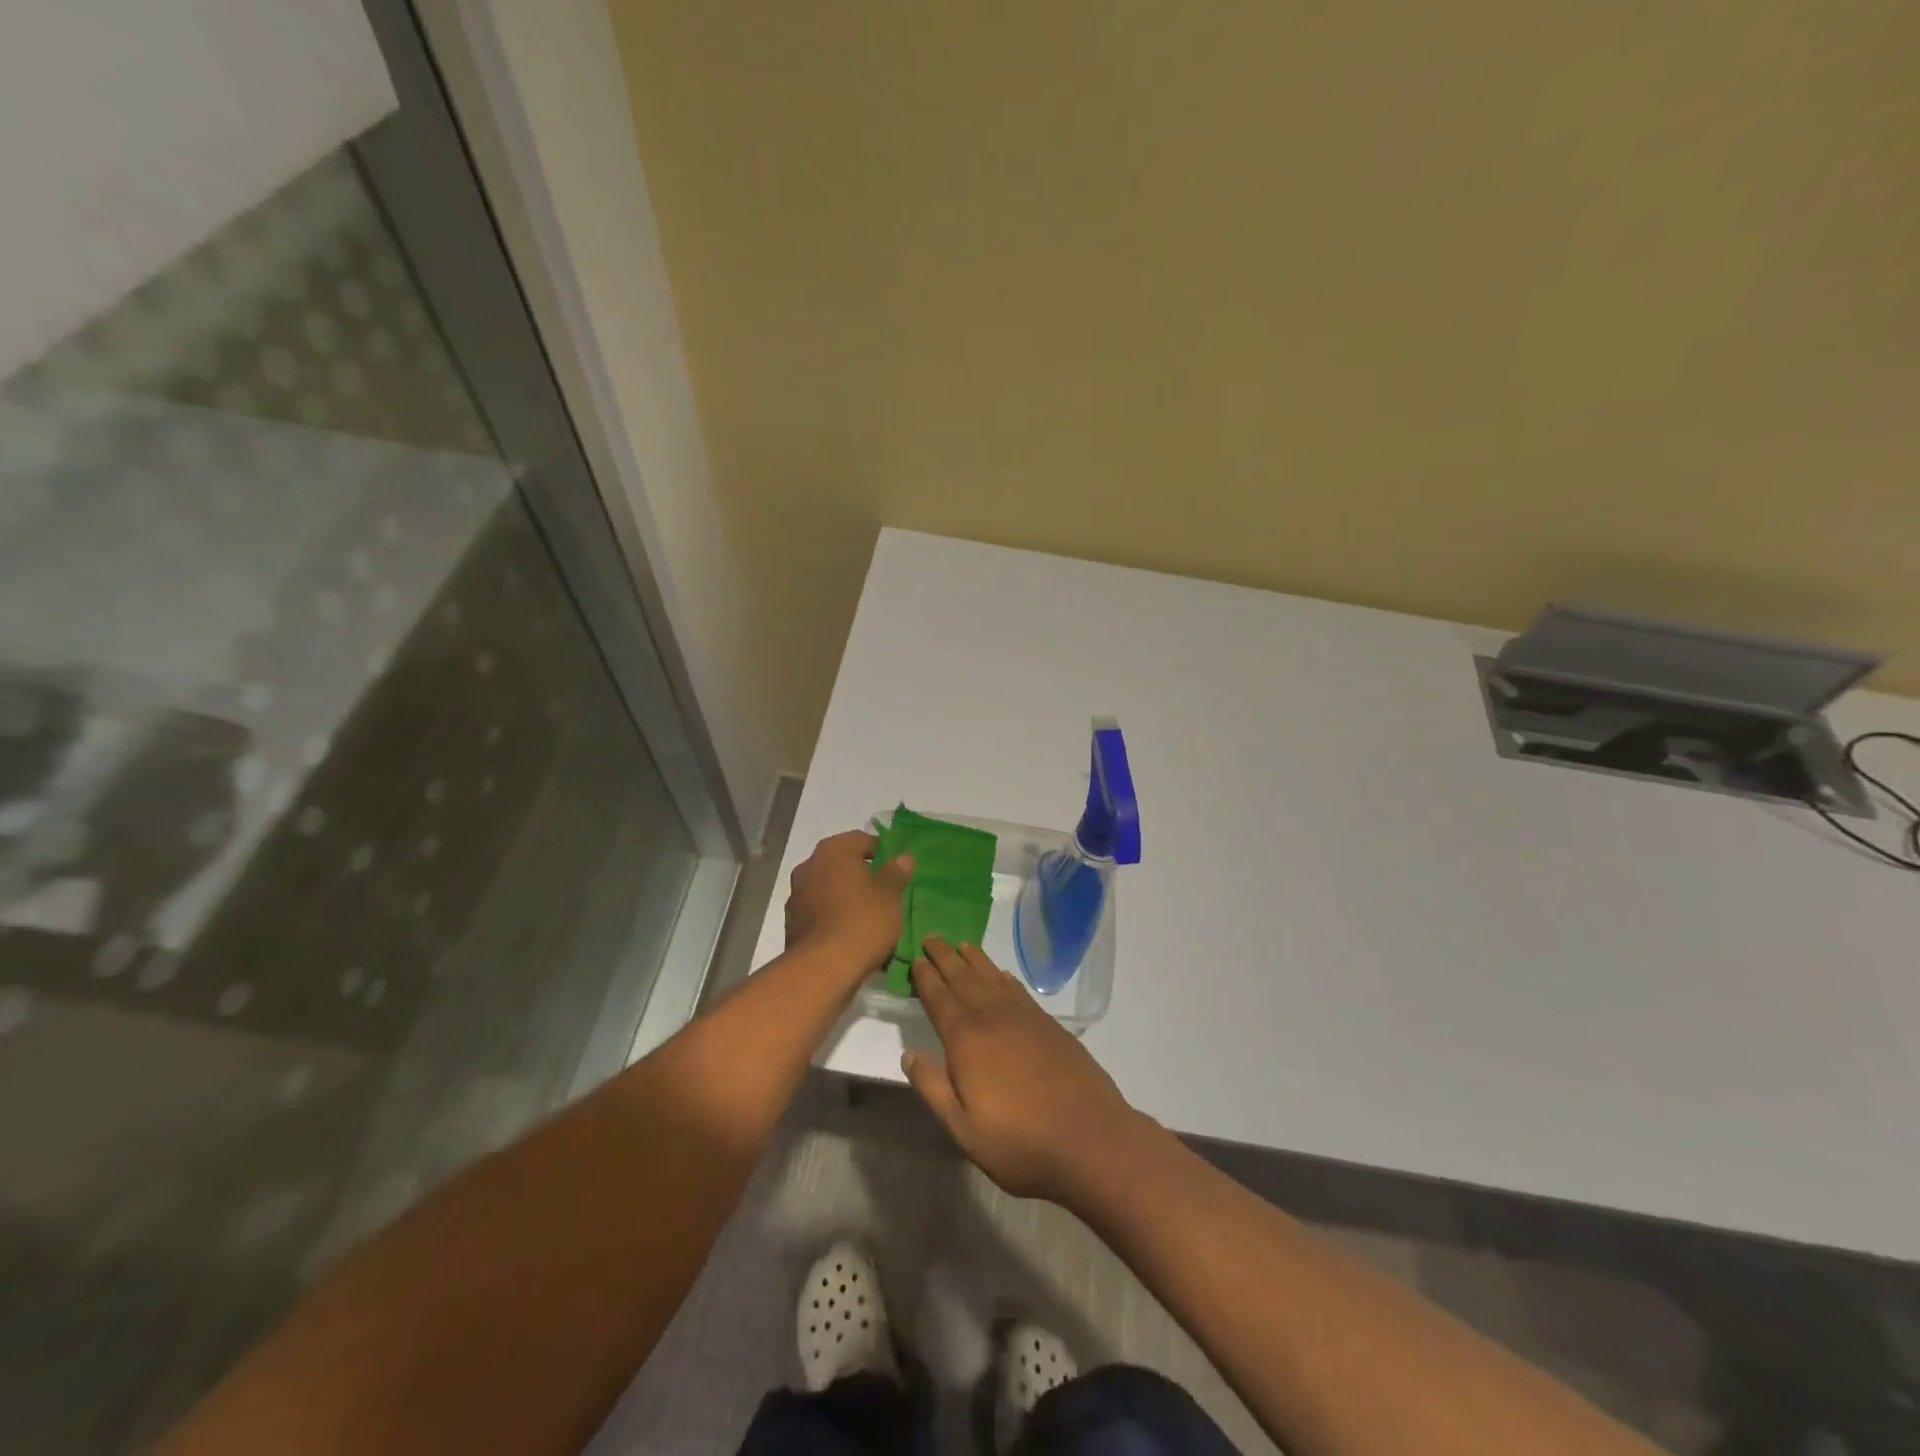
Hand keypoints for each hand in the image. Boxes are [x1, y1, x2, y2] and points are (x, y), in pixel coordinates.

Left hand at [784, 830, 913, 976]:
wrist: (823, 968)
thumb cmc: (862, 921)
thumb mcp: (890, 895)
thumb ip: (895, 872)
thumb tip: (902, 857)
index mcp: (833, 851)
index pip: (861, 840)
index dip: (881, 851)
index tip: (896, 868)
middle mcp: (809, 866)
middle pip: (841, 864)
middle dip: (861, 875)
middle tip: (884, 892)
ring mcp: (796, 895)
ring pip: (829, 889)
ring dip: (846, 897)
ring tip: (868, 916)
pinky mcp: (792, 923)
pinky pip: (820, 912)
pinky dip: (833, 917)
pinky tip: (850, 934)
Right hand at [903, 937, 1141, 1204]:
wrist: (1089, 1137)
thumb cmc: (1020, 1141)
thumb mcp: (963, 1128)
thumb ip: (933, 1088)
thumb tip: (909, 1053)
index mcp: (967, 1039)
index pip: (939, 998)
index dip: (925, 978)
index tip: (915, 959)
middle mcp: (993, 1017)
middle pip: (963, 978)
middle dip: (945, 957)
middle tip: (931, 936)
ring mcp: (1024, 1016)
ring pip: (992, 977)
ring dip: (974, 959)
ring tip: (961, 945)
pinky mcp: (1049, 1023)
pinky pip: (1017, 988)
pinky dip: (1003, 976)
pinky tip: (1000, 974)